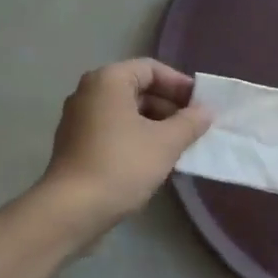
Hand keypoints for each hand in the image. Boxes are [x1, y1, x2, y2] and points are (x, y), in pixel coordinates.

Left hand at [38, 60, 212, 232]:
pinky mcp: (75, 144)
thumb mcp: (165, 143)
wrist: (72, 209)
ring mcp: (78, 118)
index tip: (201, 105)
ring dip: (154, 124)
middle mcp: (88, 92)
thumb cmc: (122, 165)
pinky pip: (112, 129)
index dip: (179, 84)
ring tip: (179, 146)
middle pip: (137, 89)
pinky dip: (135, 137)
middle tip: (194, 127)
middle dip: (168, 106)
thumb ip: (190, 122)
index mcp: (108, 80)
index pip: (151, 69)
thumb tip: (206, 111)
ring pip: (125, 112)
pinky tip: (154, 160)